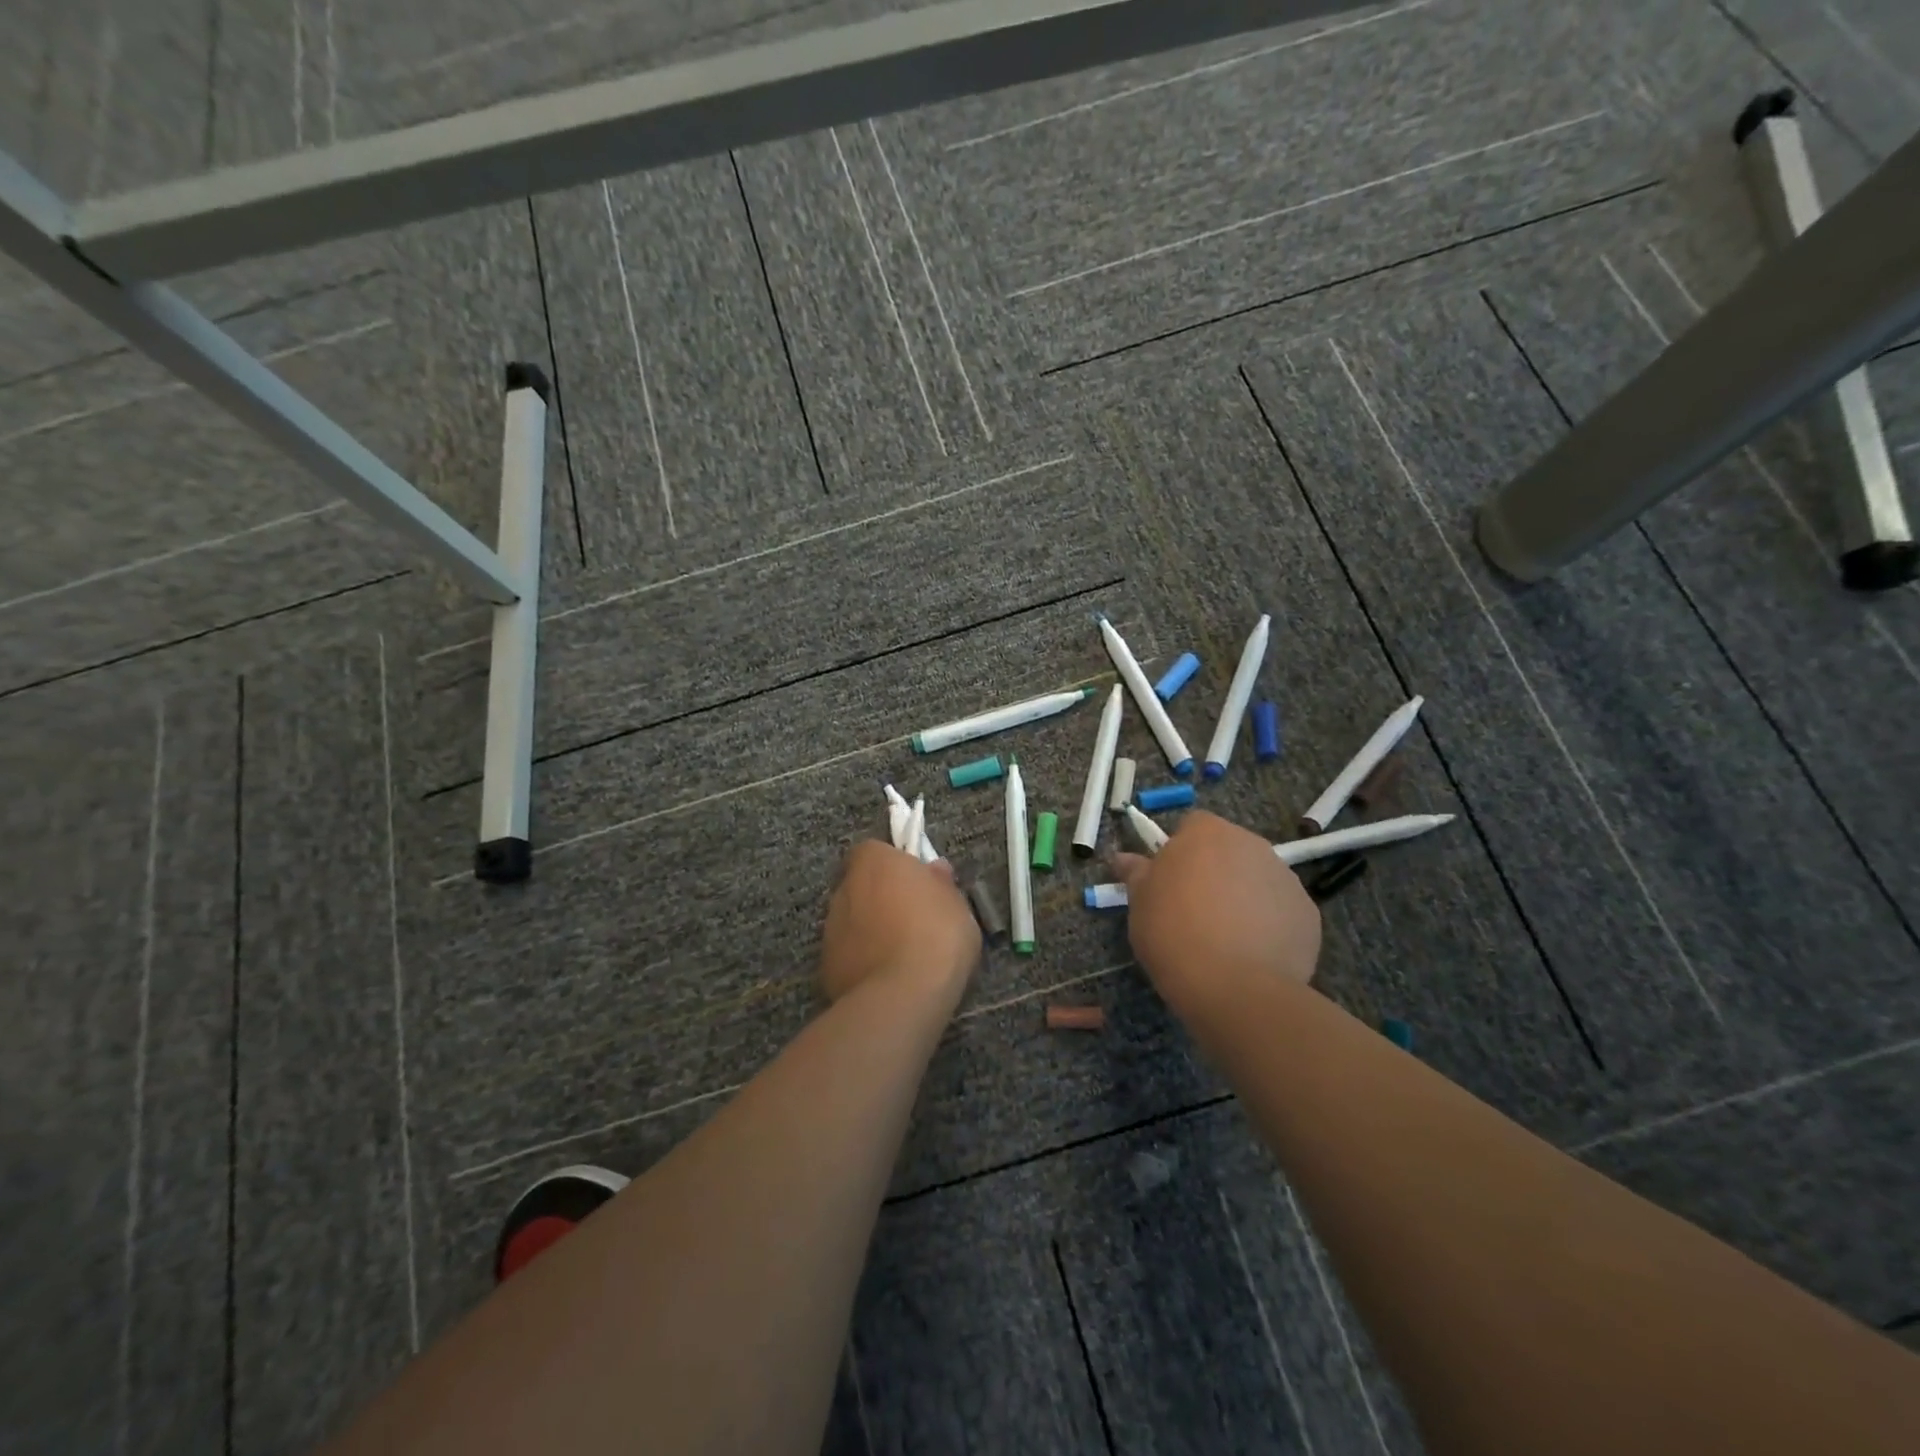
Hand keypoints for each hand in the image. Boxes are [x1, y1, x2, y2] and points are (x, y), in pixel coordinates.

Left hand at [820, 841, 981, 1002]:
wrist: (902, 996)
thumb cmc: (936, 936)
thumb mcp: (957, 905)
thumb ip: (940, 884)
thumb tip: (934, 871)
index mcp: (874, 863)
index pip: (874, 850)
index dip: (893, 865)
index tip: (915, 883)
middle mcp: (845, 888)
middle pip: (860, 884)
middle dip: (880, 897)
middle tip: (911, 917)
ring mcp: (830, 928)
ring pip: (852, 919)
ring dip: (870, 928)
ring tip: (901, 953)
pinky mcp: (826, 965)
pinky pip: (848, 952)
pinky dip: (863, 959)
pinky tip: (887, 977)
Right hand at [1111, 811, 1320, 1014]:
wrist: (1234, 986)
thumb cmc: (1173, 931)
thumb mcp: (1139, 901)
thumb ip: (1135, 873)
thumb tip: (1122, 858)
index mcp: (1207, 832)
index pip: (1192, 826)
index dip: (1179, 852)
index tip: (1168, 882)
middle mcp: (1252, 844)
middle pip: (1228, 850)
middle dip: (1213, 872)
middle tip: (1193, 910)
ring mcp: (1286, 878)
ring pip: (1256, 880)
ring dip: (1242, 897)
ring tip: (1224, 938)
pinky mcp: (1308, 914)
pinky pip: (1280, 911)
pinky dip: (1268, 925)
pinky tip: (1252, 955)